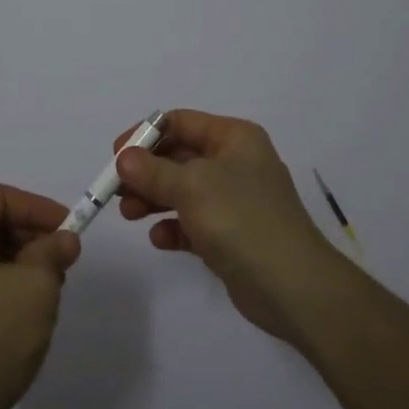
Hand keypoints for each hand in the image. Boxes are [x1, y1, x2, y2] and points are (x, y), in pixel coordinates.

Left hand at [0, 184, 81, 408]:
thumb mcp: (35, 287)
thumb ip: (53, 252)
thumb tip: (64, 240)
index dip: (38, 207)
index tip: (70, 230)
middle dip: (32, 237)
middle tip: (64, 261)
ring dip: (22, 264)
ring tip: (50, 290)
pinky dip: (5, 287)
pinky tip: (26, 314)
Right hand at [115, 109, 345, 344]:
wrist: (292, 286)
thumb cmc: (241, 219)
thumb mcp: (192, 186)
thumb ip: (153, 171)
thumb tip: (124, 158)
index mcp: (234, 138)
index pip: (181, 123)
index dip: (146, 135)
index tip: (116, 155)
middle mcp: (236, 163)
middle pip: (179, 157)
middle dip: (146, 172)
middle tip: (116, 190)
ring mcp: (235, 200)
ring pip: (183, 191)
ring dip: (153, 199)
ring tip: (129, 215)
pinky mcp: (232, 235)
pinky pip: (194, 223)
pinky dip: (174, 227)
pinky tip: (160, 239)